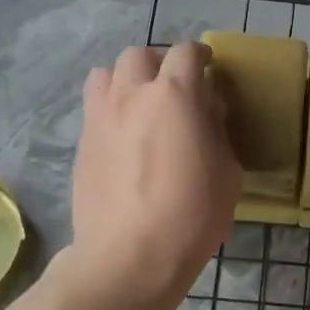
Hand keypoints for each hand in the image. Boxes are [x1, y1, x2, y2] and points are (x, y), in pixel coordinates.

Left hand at [67, 43, 241, 309]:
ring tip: (140, 104)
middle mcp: (132, 95)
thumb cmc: (191, 216)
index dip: (200, 55)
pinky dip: (111, 109)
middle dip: (160, 63)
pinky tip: (124, 138)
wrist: (129, 256)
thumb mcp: (228, 173)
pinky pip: (94, 108)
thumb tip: (206, 112)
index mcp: (175, 96)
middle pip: (140, 55)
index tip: (208, 67)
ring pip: (106, 74)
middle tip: (174, 86)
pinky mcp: (82, 143)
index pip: (186, 52)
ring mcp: (100, 117)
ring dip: (127, 80)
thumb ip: (217, 131)